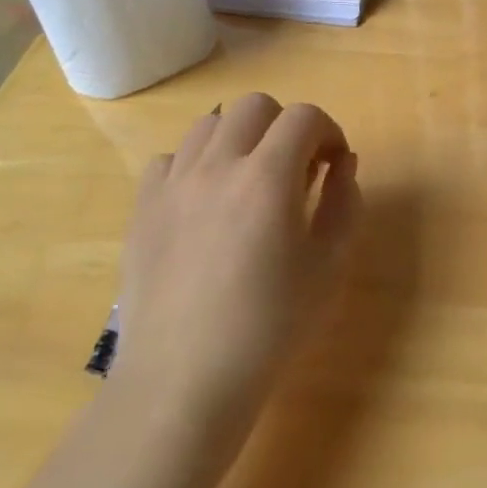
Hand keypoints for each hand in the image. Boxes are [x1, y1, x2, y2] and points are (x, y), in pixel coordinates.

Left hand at [111, 94, 362, 436]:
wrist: (185, 381)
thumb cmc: (270, 326)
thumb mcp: (330, 266)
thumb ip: (345, 203)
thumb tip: (343, 165)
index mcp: (268, 178)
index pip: (304, 117)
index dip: (329, 132)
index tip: (334, 165)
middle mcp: (217, 166)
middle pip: (255, 106)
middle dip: (285, 126)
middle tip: (296, 170)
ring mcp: (172, 184)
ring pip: (209, 124)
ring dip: (241, 139)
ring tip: (249, 182)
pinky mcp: (142, 209)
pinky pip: (169, 159)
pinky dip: (195, 165)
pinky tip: (205, 203)